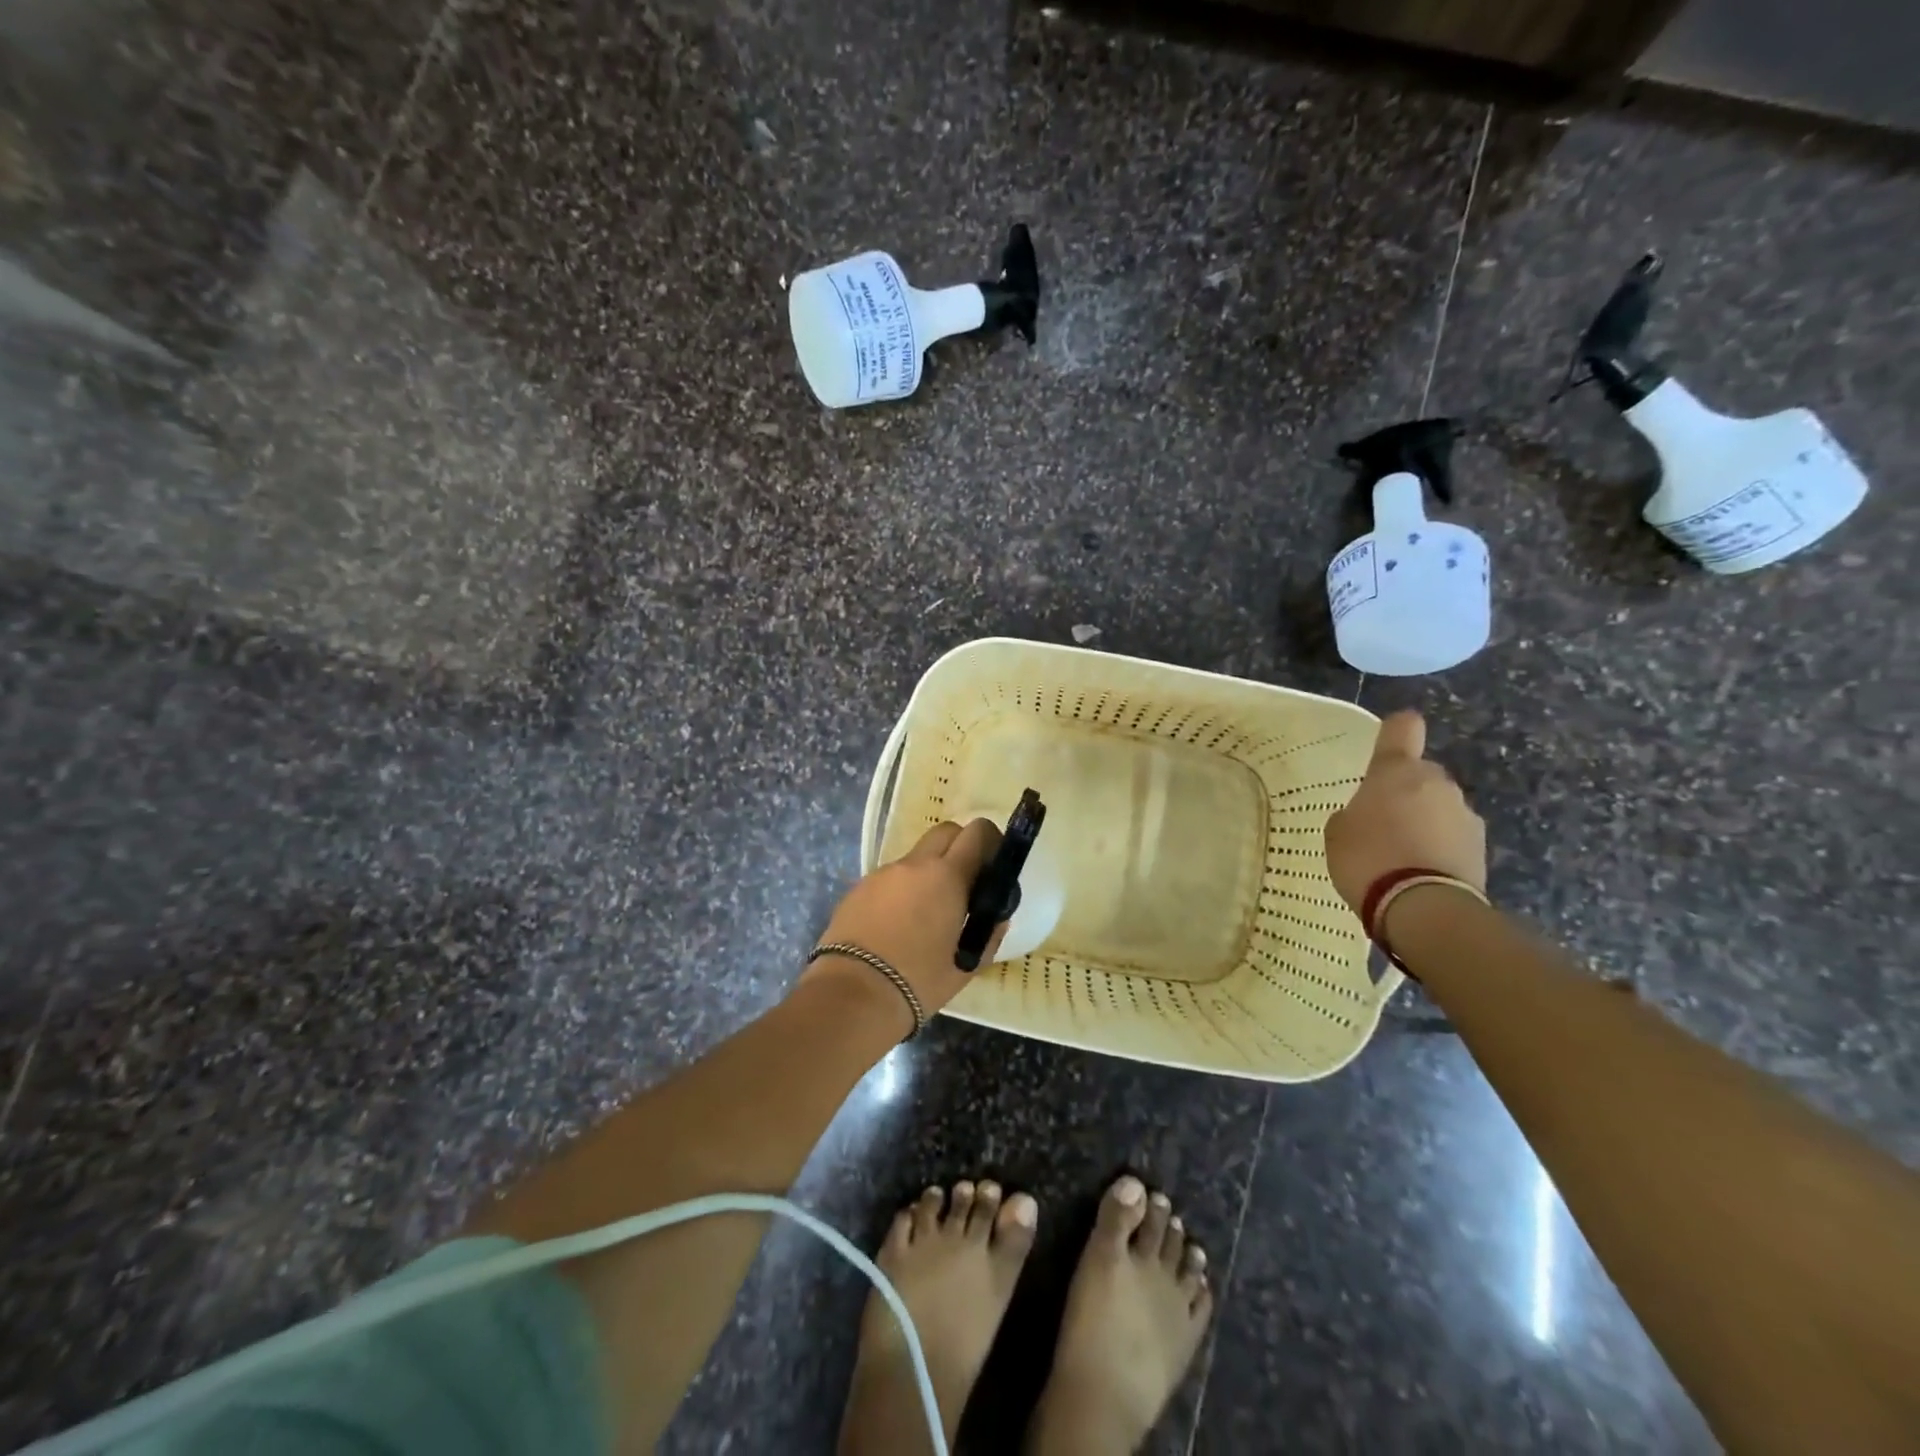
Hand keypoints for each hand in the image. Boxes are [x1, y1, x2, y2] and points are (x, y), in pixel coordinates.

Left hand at [803, 819, 1006, 1031]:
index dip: (990, 841)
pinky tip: (897, 925)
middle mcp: (915, 864)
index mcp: (947, 876)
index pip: (977, 832)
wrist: (853, 995)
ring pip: (915, 857)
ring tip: (927, 914)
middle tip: (964, 883)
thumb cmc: (919, 981)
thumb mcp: (967, 964)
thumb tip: (995, 916)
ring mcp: (883, 873)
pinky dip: (901, 891)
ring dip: (928, 873)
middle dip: (959, 847)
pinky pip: (890, 879)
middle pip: (945, 832)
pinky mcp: (858, 888)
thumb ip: (988, 933)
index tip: (993, 864)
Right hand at [1325, 710, 1485, 916]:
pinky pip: (1451, 837)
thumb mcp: (1337, 834)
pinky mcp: (1481, 848)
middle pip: (1420, 775)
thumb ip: (1352, 814)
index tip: (1388, 741)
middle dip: (1405, 792)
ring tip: (1399, 854)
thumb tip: (1366, 816)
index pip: (1403, 728)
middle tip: (1380, 822)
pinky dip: (1438, 848)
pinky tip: (1418, 872)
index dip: (1395, 730)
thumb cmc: (1367, 858)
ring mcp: (1464, 815)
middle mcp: (1436, 783)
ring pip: (1439, 807)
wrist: (1423, 907)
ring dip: (1424, 821)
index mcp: (1396, 770)